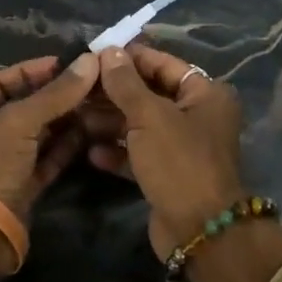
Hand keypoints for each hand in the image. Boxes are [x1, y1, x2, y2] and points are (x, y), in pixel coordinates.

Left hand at [0, 54, 100, 220]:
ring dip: (65, 121)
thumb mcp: (19, 123)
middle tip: (90, 85)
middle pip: (23, 107)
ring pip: (38, 134)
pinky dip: (66, 147)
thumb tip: (89, 62)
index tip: (65, 64)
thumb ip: (54, 94)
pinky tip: (90, 134)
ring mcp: (2, 163)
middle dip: (56, 96)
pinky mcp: (21, 186)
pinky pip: (46, 159)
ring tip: (97, 106)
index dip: (31, 70)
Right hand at [90, 44, 246, 258]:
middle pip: (150, 95)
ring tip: (76, 116)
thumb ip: (125, 83)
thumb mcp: (149, 116)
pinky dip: (118, 151)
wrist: (200, 230)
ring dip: (110, 122)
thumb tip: (109, 51)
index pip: (163, 64)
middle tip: (78, 88)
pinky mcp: (168, 174)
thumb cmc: (178, 161)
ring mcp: (183, 147)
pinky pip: (139, 154)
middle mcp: (197, 116)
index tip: (95, 54)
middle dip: (114, 92)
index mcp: (205, 94)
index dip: (130, 58)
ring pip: (141, 125)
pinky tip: (91, 153)